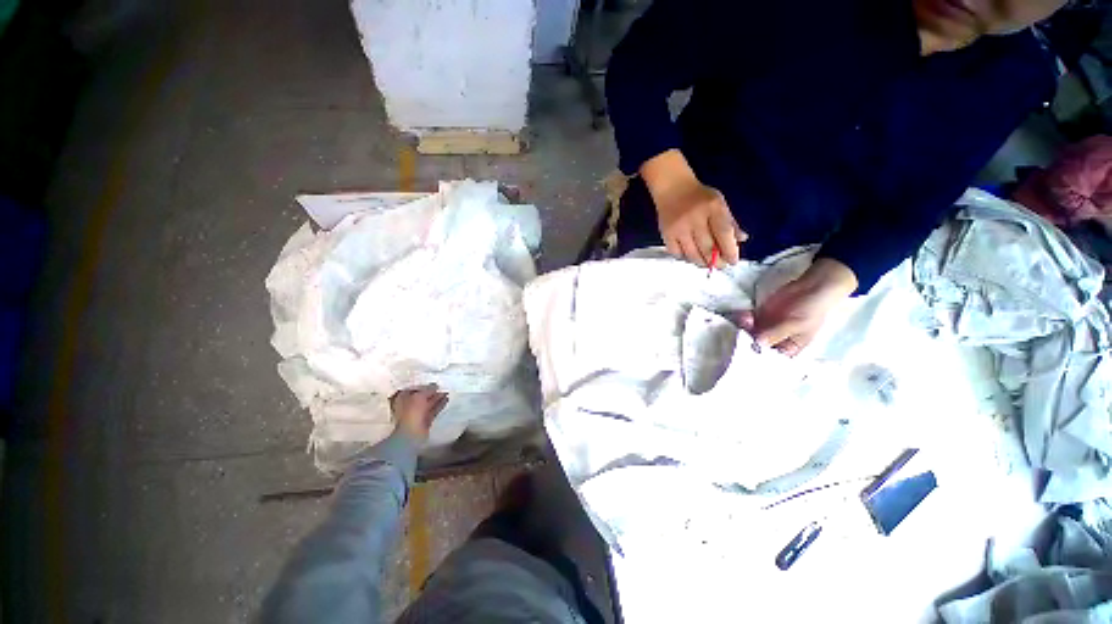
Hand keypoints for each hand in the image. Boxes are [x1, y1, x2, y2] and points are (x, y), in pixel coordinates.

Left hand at [390, 385, 448, 443]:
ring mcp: (417, 414)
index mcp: (403, 398)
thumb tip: (435, 386)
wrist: (412, 434)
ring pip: (429, 403)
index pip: (413, 389)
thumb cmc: (412, 412)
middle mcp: (409, 405)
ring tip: (447, 391)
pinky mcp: (425, 420)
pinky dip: (440, 405)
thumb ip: (428, 390)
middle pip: (422, 396)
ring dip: (437, 397)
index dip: (423, 385)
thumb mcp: (419, 396)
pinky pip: (433, 410)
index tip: (433, 382)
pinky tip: (447, 399)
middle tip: (442, 386)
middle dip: (432, 392)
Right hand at [640, 150, 745, 266]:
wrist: (672, 188)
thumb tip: (741, 240)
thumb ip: (730, 222)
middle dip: (716, 261)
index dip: (730, 250)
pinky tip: (691, 255)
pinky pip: (677, 253)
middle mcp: (695, 218)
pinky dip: (685, 258)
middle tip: (721, 265)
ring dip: (701, 262)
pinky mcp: (666, 234)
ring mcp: (679, 228)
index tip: (733, 261)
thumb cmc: (698, 197)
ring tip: (707, 263)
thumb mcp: (719, 203)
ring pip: (692, 254)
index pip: (723, 233)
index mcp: (712, 207)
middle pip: (707, 247)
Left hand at [738, 259, 856, 356]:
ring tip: (745, 321)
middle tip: (741, 336)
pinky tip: (743, 315)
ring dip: (743, 328)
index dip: (758, 358)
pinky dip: (743, 318)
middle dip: (747, 341)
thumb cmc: (812, 310)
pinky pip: (747, 320)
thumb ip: (777, 334)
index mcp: (788, 348)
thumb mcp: (797, 325)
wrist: (812, 287)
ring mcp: (765, 328)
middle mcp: (774, 341)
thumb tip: (759, 343)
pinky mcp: (760, 316)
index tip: (747, 355)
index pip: (770, 358)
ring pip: (749, 332)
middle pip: (756, 345)